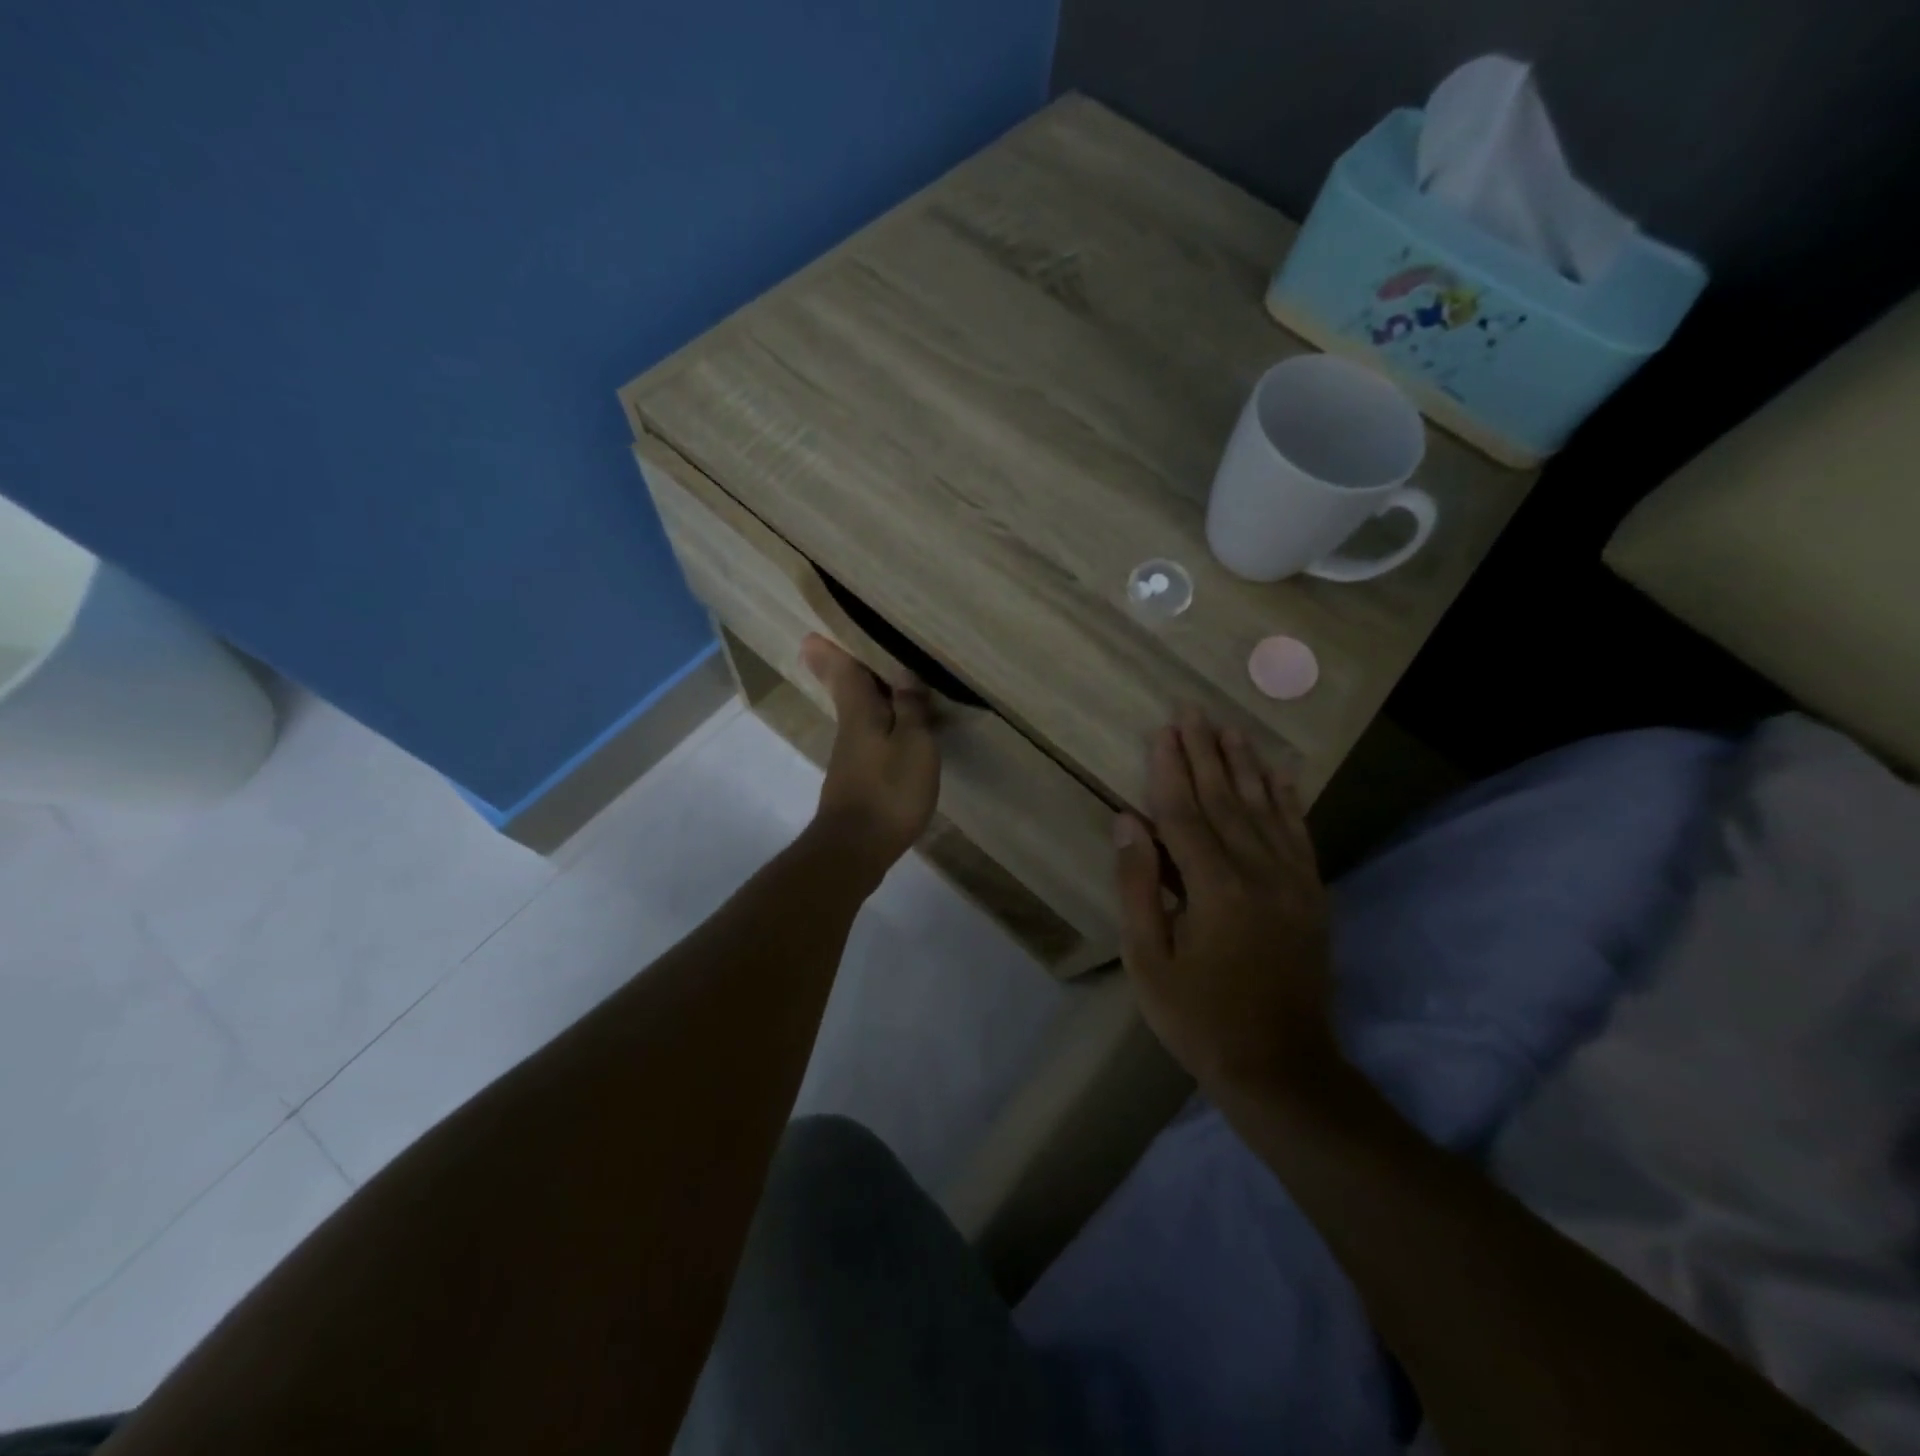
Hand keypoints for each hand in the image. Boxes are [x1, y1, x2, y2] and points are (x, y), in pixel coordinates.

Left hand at [800, 634, 940, 881]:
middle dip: (843, 668)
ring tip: (886, 680)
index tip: (813, 633)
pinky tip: (895, 728)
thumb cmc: (889, 790)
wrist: (856, 848)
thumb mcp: (914, 744)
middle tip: (838, 647)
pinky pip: (869, 737)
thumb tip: (903, 673)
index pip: (845, 671)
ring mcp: (851, 757)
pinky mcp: (857, 780)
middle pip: (847, 690)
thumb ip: (910, 708)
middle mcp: (850, 728)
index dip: (833, 650)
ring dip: (866, 695)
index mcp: (860, 712)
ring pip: (858, 714)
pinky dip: (879, 723)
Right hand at [1113, 710, 1338, 1099]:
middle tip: (1193, 710)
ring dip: (1246, 765)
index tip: (1162, 729)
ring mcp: (1293, 882)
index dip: (1170, 769)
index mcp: (1215, 889)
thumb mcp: (1148, 960)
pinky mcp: (1312, 895)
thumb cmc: (1199, 1018)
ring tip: (1231, 728)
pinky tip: (1282, 774)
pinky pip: (1299, 834)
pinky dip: (1289, 799)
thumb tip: (1127, 821)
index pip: (1185, 813)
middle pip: (1226, 799)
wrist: (1282, 1068)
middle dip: (1206, 752)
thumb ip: (1138, 886)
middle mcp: (1259, 873)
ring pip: (1265, 808)